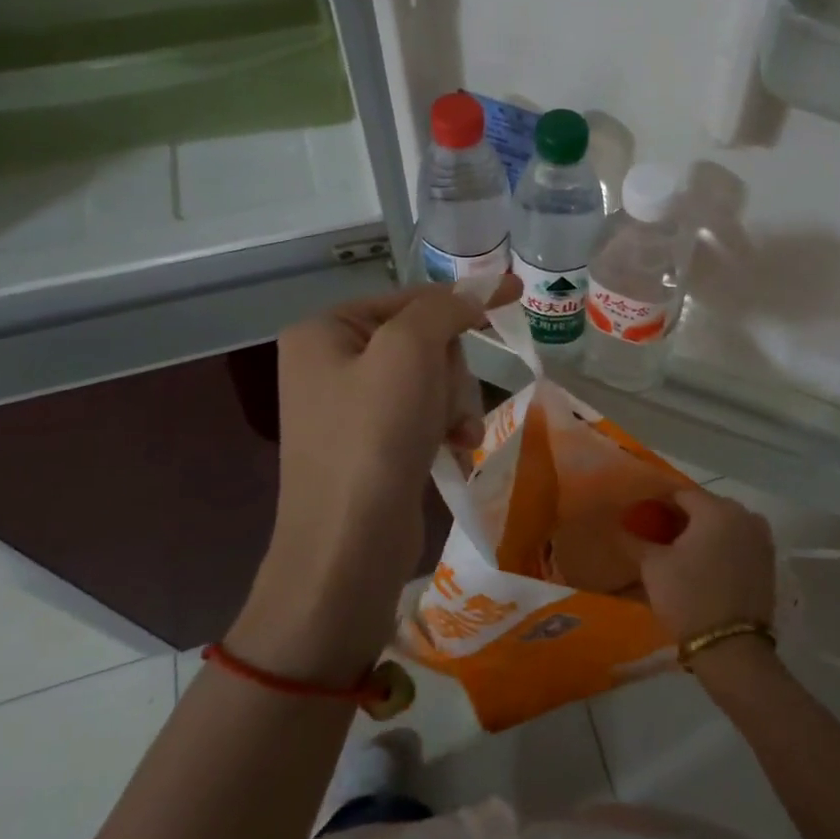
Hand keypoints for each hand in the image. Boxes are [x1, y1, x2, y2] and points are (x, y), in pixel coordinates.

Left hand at [230, 277, 516, 681]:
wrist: (348, 546)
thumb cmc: (374, 436)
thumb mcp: (410, 351)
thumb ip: (443, 308)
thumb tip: (473, 293)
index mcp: (325, 330)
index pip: (409, 298)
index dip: (462, 298)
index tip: (514, 294)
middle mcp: (331, 362)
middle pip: (423, 341)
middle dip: (451, 372)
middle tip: (450, 403)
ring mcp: (350, 407)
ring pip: (431, 380)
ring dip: (455, 403)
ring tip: (458, 436)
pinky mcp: (371, 444)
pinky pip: (423, 414)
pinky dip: (446, 428)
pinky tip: (457, 449)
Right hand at [628, 488, 775, 642]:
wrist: (732, 649)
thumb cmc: (688, 598)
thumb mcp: (653, 567)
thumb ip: (635, 540)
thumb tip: (620, 525)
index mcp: (717, 508)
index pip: (680, 494)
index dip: (657, 503)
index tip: (641, 517)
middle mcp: (744, 514)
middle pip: (704, 507)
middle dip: (681, 518)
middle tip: (657, 536)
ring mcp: (761, 537)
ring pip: (723, 525)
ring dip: (702, 533)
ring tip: (679, 553)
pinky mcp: (768, 561)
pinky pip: (738, 542)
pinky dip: (720, 546)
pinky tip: (703, 565)